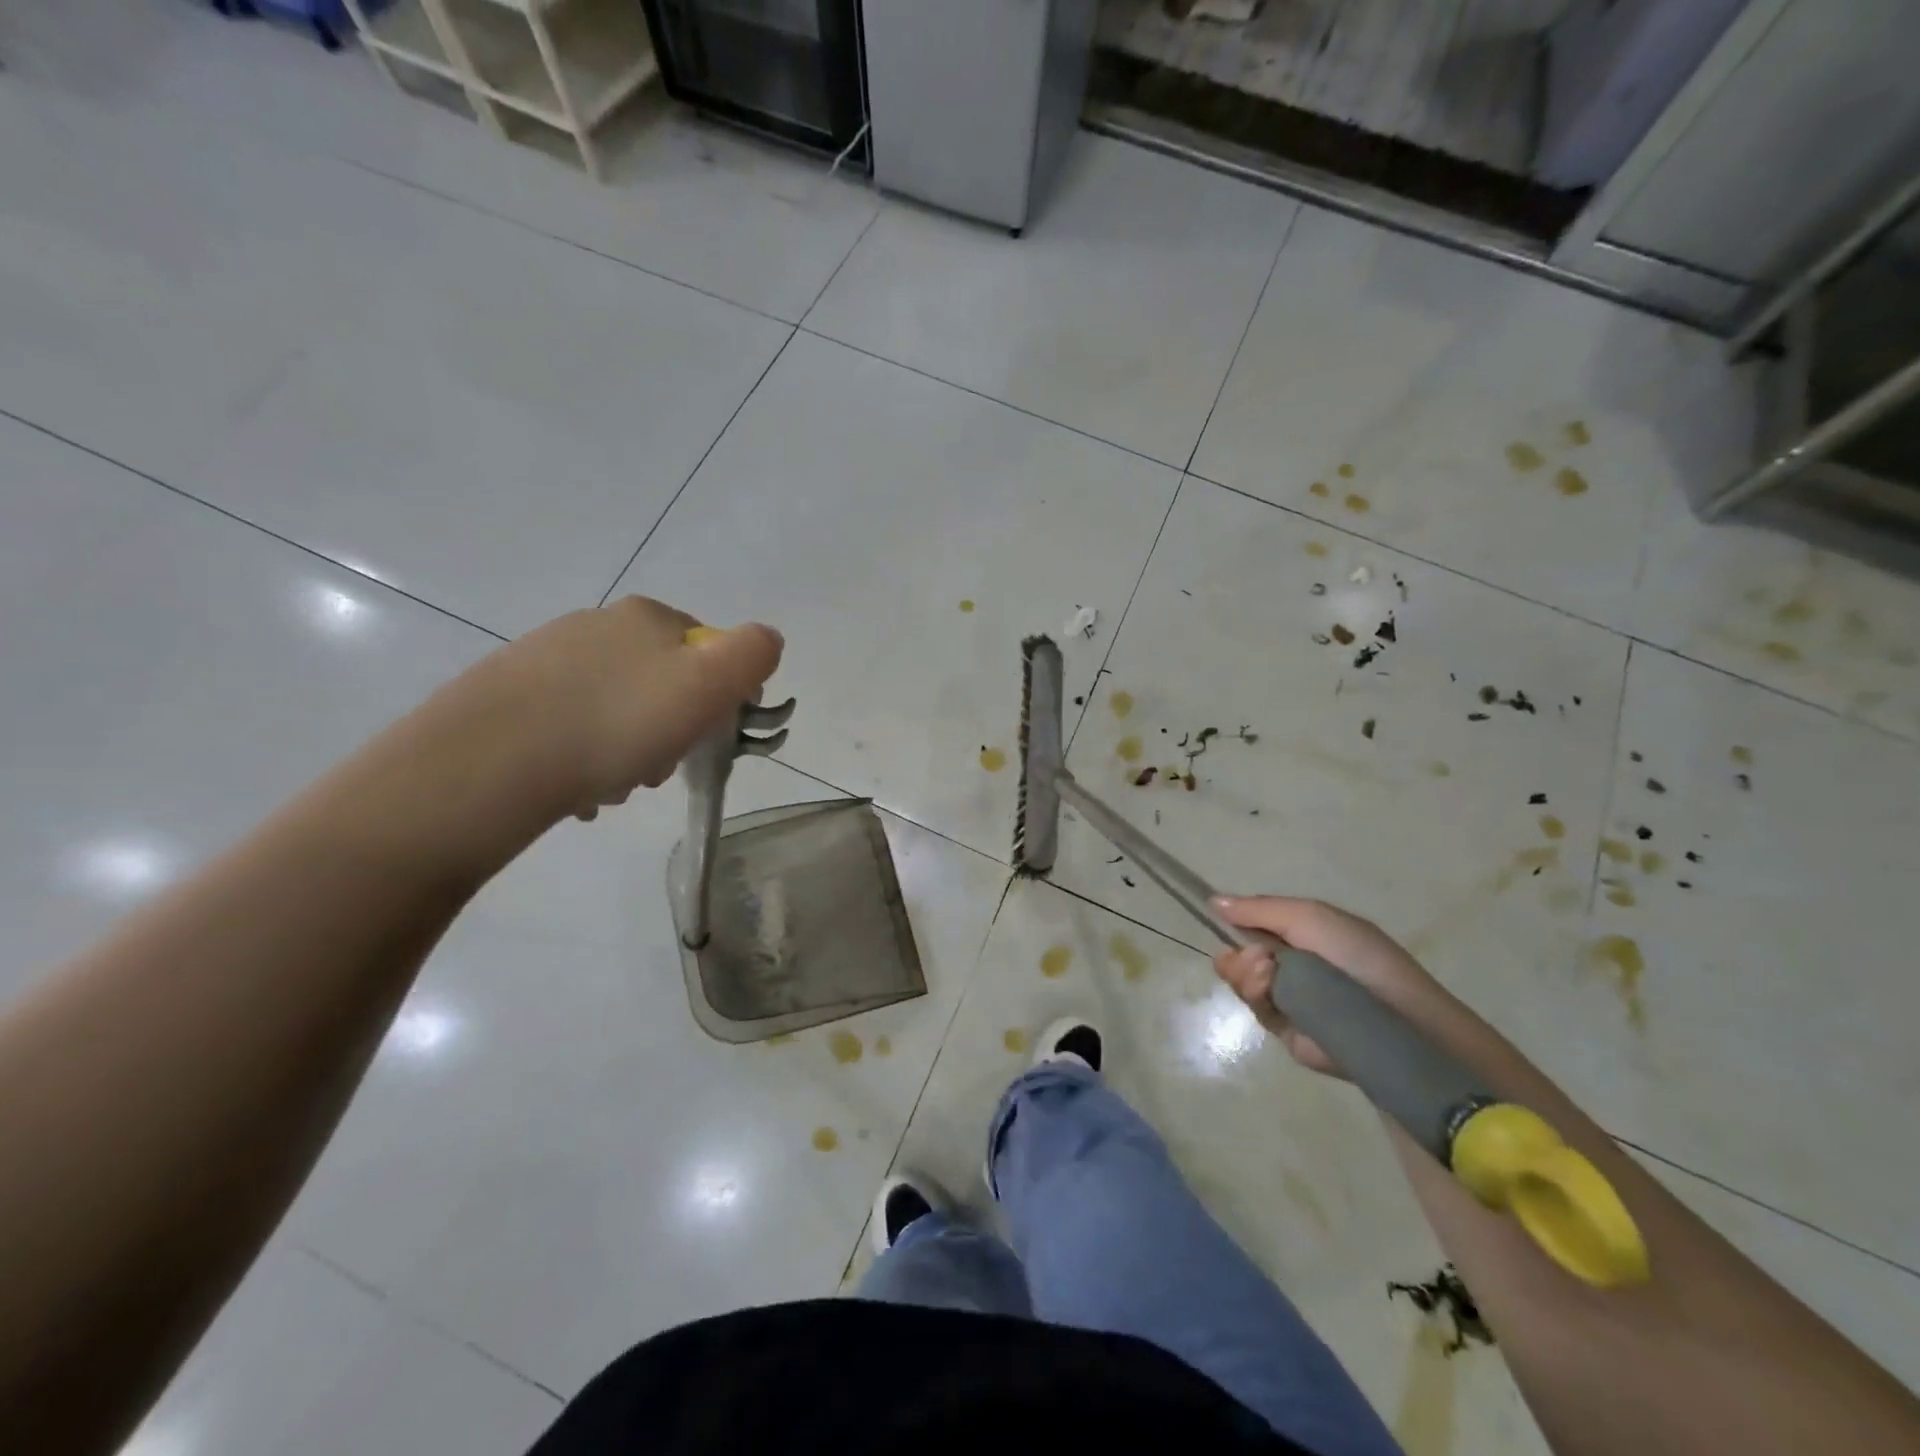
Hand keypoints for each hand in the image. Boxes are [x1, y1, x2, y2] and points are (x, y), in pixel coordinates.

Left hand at [435, 596, 783, 823]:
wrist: (493, 760)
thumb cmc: (619, 722)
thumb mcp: (708, 684)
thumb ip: (752, 654)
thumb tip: (767, 640)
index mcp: (647, 617)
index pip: (707, 651)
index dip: (715, 698)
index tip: (701, 737)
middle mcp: (596, 624)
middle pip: (661, 683)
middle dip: (670, 730)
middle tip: (657, 768)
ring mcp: (546, 656)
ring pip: (616, 708)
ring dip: (629, 749)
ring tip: (612, 784)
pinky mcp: (509, 694)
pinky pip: (571, 726)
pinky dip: (584, 756)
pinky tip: (577, 786)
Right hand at [1209, 896, 1439, 1077]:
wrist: (1395, 1017)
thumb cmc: (1356, 956)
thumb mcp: (1309, 916)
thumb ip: (1259, 908)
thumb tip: (1214, 901)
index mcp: (1299, 935)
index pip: (1252, 925)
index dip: (1234, 923)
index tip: (1220, 920)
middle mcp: (1290, 965)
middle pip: (1239, 955)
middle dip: (1237, 954)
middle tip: (1257, 959)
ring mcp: (1287, 998)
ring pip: (1241, 982)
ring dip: (1245, 974)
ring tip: (1266, 974)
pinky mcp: (1286, 1030)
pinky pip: (1255, 1010)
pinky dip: (1255, 995)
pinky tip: (1269, 990)